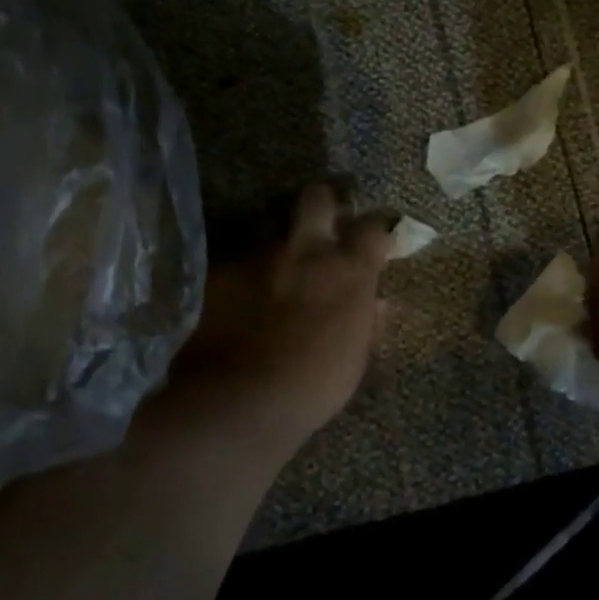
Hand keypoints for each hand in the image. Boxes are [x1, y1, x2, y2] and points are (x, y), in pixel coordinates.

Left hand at [154, 184, 390, 467]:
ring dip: (276, 236)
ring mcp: (259, 256)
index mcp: (348, 271)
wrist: (240, 401)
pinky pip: (235, 257)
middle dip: (321, 204)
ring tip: (274, 259)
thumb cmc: (313, 386)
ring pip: (268, 222)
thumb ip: (366, 321)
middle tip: (321, 223)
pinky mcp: (219, 270)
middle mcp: (306, 250)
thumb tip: (379, 303)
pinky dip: (242, 269)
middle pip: (316, 198)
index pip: (372, 227)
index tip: (373, 241)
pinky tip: (238, 291)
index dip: (373, 229)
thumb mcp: (354, 358)